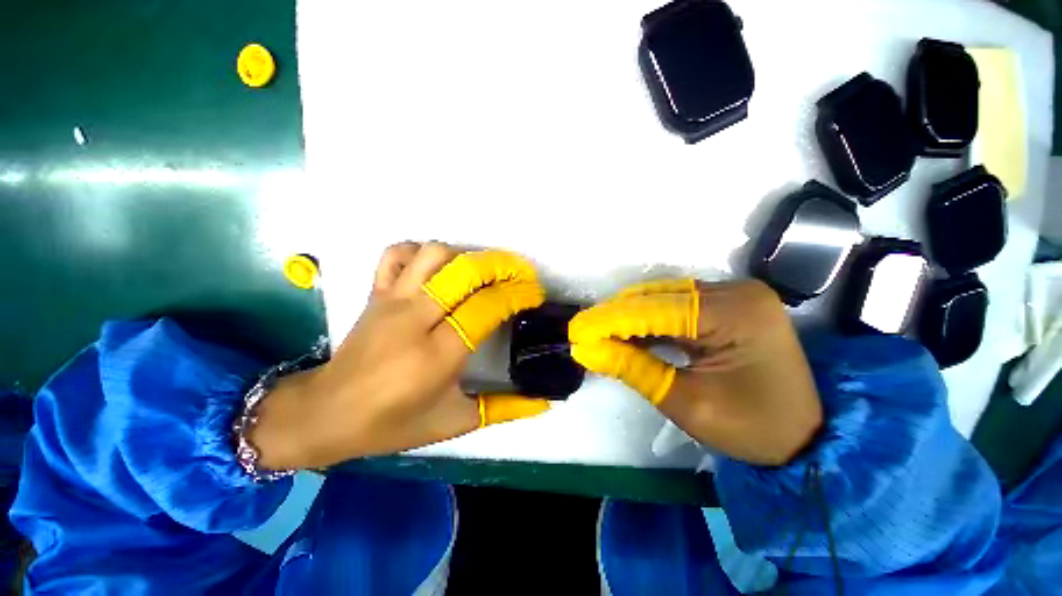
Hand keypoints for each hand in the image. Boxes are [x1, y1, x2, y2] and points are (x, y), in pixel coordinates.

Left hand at [251, 243, 550, 469]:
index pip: (487, 307)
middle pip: (464, 272)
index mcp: (438, 354)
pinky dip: (421, 252)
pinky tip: (437, 269)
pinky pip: (397, 254)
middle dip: (500, 265)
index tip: (533, 293)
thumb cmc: (394, 423)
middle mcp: (416, 319)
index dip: (516, 294)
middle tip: (519, 274)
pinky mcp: (376, 293)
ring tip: (481, 273)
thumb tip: (545, 401)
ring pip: (434, 254)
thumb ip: (506, 409)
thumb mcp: (457, 422)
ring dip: (466, 257)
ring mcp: (392, 300)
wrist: (326, 414)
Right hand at [569, 279, 821, 465]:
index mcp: (736, 314)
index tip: (576, 331)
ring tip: (598, 333)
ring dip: (628, 316)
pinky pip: (676, 305)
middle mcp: (736, 291)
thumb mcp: (686, 403)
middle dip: (615, 316)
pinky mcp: (728, 304)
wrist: (804, 437)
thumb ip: (632, 369)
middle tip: (583, 333)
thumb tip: (586, 350)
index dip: (610, 320)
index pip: (656, 310)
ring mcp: (734, 294)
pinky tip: (626, 332)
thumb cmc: (751, 429)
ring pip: (663, 298)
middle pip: (658, 297)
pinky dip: (648, 319)